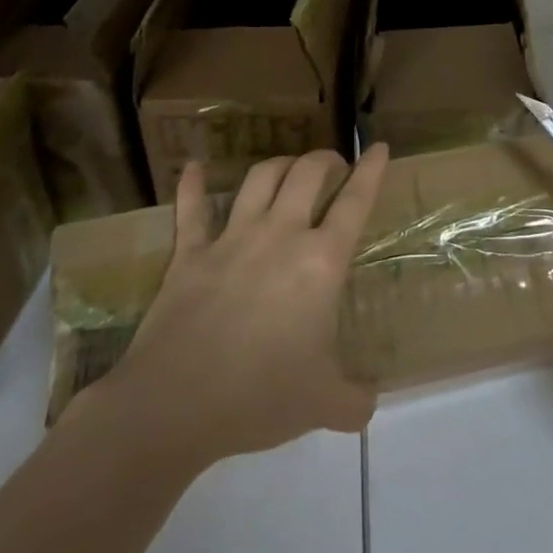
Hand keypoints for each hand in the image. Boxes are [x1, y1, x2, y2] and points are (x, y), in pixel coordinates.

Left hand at [100, 144, 390, 467]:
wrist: (175, 405)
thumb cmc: (259, 396)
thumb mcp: (323, 404)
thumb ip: (355, 400)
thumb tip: (370, 403)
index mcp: (320, 261)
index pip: (354, 202)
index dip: (370, 171)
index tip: (377, 147)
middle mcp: (280, 234)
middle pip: (307, 173)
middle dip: (324, 160)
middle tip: (332, 166)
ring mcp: (232, 238)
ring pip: (260, 178)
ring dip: (279, 165)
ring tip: (288, 168)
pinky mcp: (190, 253)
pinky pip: (192, 209)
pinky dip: (193, 184)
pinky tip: (194, 167)